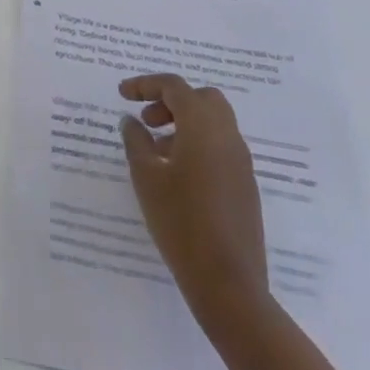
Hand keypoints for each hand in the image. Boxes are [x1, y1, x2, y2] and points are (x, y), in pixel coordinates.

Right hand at [120, 73, 268, 320]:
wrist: (229, 286)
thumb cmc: (181, 223)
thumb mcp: (146, 178)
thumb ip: (136, 141)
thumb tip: (132, 121)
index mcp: (203, 126)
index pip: (174, 87)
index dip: (145, 84)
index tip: (122, 94)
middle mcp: (227, 136)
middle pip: (201, 98)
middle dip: (172, 101)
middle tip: (147, 120)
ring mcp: (241, 163)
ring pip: (214, 122)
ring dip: (185, 123)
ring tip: (157, 150)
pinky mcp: (246, 187)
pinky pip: (221, 147)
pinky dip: (199, 144)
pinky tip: (177, 174)